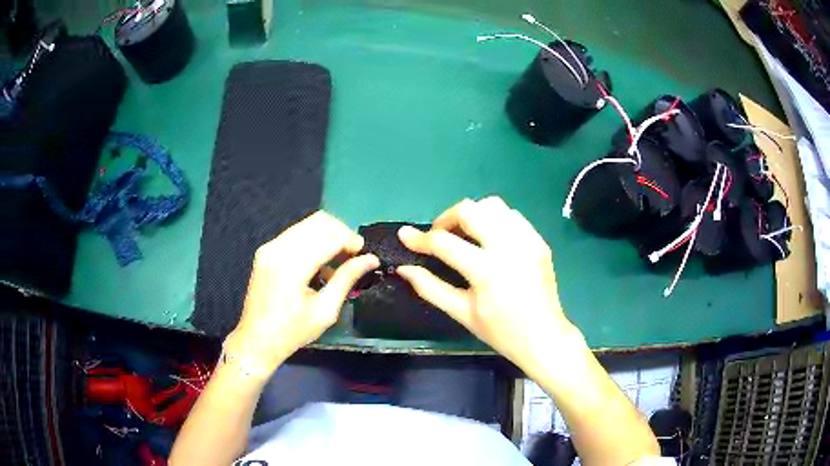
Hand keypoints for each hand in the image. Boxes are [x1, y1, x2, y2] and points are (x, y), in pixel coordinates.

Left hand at [226, 211, 378, 374]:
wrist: (257, 340)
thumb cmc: (292, 332)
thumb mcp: (325, 310)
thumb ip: (347, 279)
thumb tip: (371, 259)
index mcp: (292, 266)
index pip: (329, 236)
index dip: (351, 240)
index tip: (364, 255)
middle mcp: (278, 248)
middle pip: (319, 221)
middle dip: (341, 233)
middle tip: (353, 256)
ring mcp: (269, 247)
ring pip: (307, 224)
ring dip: (328, 235)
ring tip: (339, 260)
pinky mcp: (266, 251)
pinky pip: (295, 233)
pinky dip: (313, 241)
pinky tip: (320, 263)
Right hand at [397, 197, 579, 376]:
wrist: (544, 337)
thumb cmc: (500, 331)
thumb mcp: (462, 313)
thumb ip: (430, 287)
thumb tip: (403, 268)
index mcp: (487, 271)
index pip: (445, 242)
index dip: (420, 239)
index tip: (405, 236)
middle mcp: (508, 247)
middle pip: (470, 209)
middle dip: (447, 218)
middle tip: (441, 236)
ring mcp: (527, 240)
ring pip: (492, 205)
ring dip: (473, 215)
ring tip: (466, 235)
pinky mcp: (538, 240)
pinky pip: (512, 216)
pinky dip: (495, 220)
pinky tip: (490, 240)